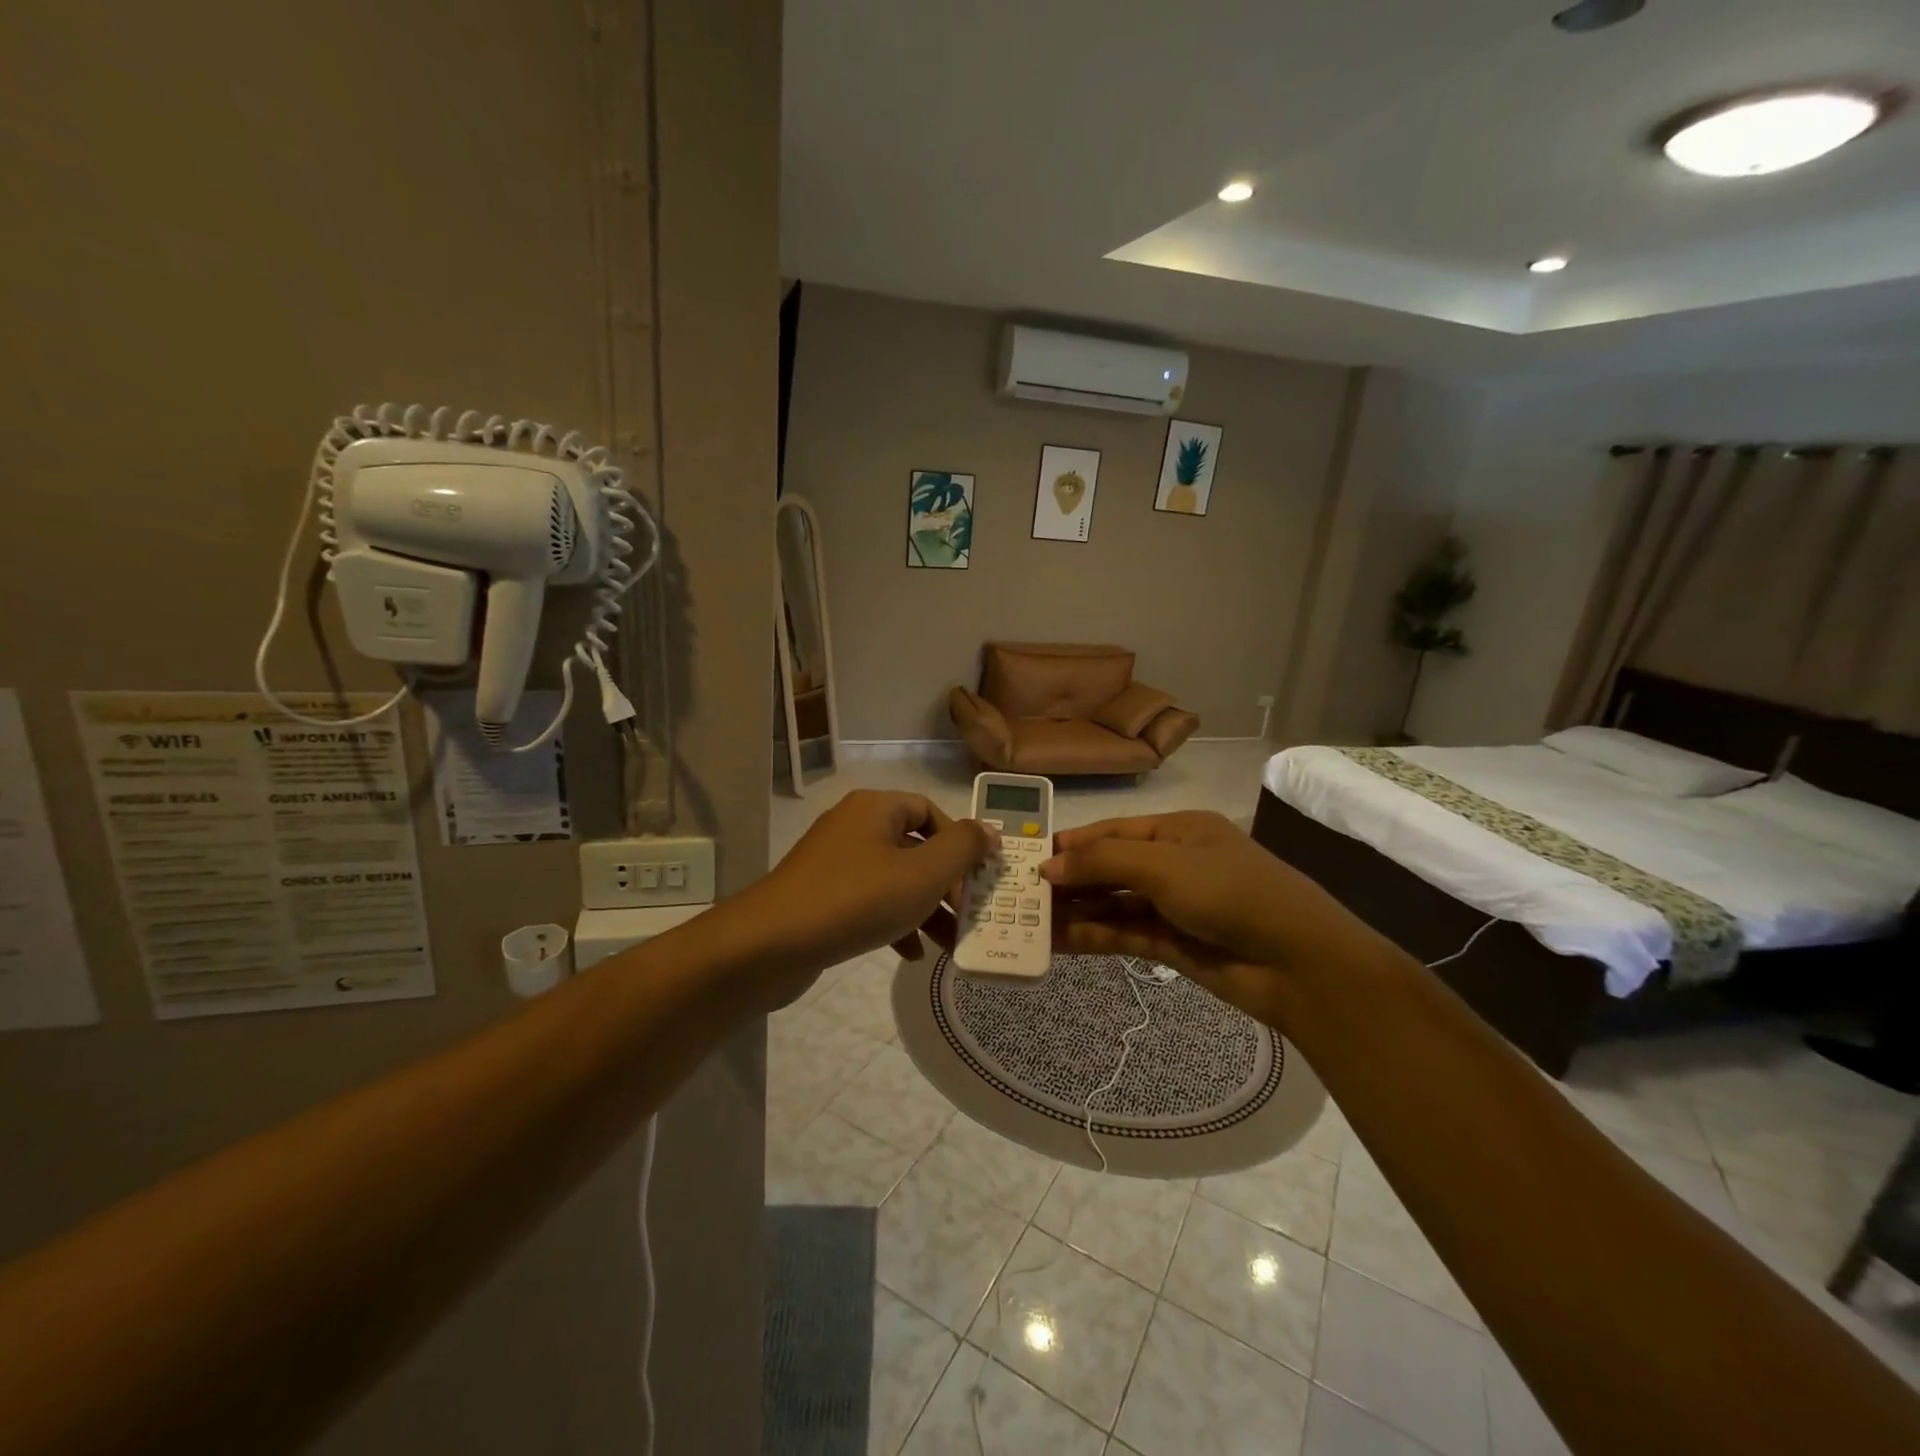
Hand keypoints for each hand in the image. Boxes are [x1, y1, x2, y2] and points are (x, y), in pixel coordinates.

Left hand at [729, 790, 989, 1007]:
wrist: (771, 944)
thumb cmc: (857, 899)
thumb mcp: (923, 873)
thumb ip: (963, 848)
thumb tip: (988, 831)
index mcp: (875, 808)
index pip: (929, 811)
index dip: (959, 842)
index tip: (978, 877)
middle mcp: (853, 827)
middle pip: (913, 847)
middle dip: (945, 883)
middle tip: (969, 914)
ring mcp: (833, 863)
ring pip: (893, 879)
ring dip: (924, 908)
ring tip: (949, 943)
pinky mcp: (820, 897)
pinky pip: (868, 901)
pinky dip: (894, 922)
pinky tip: (910, 954)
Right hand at [1041, 810, 1392, 1029]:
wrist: (1299, 964)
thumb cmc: (1231, 893)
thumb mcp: (1165, 865)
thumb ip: (1103, 861)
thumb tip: (1048, 865)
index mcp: (1178, 830)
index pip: (1111, 832)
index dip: (1071, 844)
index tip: (1028, 858)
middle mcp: (1173, 864)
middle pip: (1109, 868)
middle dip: (1068, 880)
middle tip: (1019, 896)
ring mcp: (1173, 906)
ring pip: (1113, 904)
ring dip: (1075, 911)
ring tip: (1028, 922)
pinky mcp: (1173, 945)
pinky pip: (1124, 935)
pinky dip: (1093, 936)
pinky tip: (1059, 942)